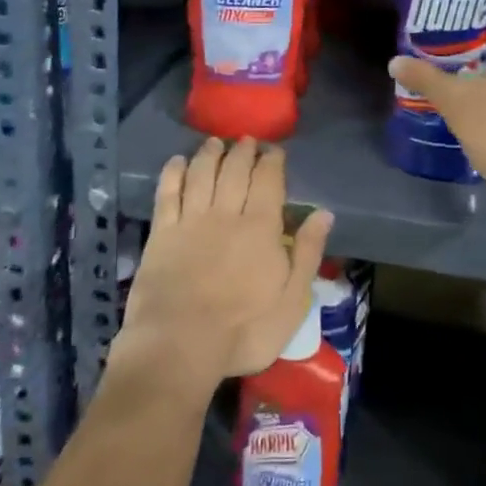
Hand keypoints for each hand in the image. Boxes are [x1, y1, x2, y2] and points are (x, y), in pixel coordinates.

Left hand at [112, 138, 332, 391]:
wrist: (179, 345)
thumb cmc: (243, 331)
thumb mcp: (291, 302)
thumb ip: (307, 254)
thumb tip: (324, 214)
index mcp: (260, 228)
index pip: (268, 181)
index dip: (271, 162)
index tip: (274, 150)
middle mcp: (225, 213)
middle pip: (235, 171)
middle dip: (242, 151)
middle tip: (246, 140)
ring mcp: (190, 220)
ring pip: (201, 174)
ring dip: (209, 154)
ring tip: (214, 142)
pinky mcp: (161, 232)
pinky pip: (167, 192)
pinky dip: (173, 173)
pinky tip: (177, 161)